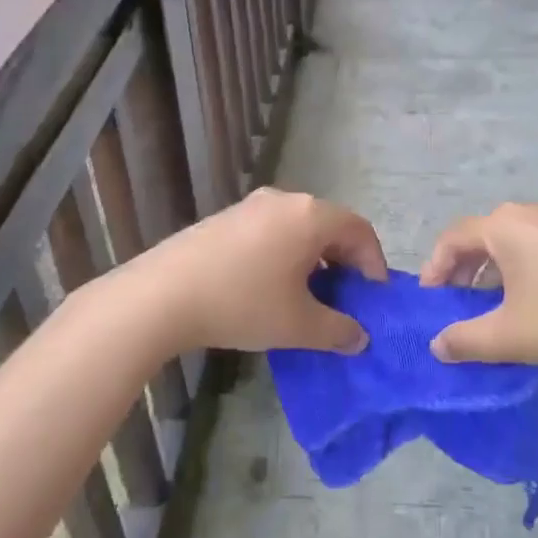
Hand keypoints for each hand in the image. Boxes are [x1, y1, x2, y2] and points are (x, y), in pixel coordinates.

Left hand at [93, 188, 386, 356]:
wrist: (163, 294)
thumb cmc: (243, 303)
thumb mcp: (298, 324)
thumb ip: (338, 330)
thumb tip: (359, 337)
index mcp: (310, 216)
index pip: (359, 230)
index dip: (374, 263)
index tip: (373, 296)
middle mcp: (284, 200)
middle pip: (329, 225)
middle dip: (344, 261)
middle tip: (345, 297)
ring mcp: (251, 206)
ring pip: (298, 228)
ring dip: (313, 258)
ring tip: (309, 295)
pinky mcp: (225, 218)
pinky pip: (271, 231)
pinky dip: (284, 254)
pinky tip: (270, 286)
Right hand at [419, 202, 537, 375]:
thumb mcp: (510, 336)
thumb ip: (465, 340)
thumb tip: (437, 345)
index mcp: (506, 226)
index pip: (453, 238)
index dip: (435, 267)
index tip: (430, 300)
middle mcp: (533, 213)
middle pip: (485, 236)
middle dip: (465, 270)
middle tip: (458, 304)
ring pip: (516, 242)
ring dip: (497, 272)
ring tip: (496, 308)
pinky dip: (527, 270)